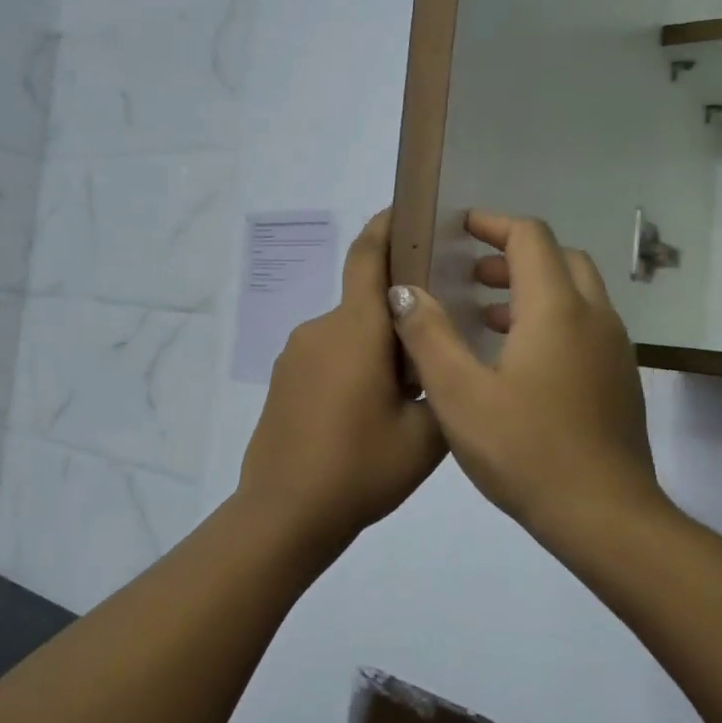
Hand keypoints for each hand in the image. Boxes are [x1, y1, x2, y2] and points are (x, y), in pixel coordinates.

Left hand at [239, 210, 446, 539]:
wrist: (285, 512)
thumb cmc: (361, 468)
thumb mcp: (425, 434)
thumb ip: (439, 383)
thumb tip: (430, 359)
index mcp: (356, 329)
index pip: (367, 257)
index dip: (385, 226)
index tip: (404, 210)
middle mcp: (320, 328)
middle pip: (365, 303)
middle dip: (398, 318)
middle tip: (433, 354)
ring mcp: (295, 354)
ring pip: (348, 335)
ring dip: (374, 349)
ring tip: (402, 398)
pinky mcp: (282, 379)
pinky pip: (326, 357)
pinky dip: (351, 368)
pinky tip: (364, 414)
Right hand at [388, 211, 657, 530]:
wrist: (605, 516)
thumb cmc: (526, 450)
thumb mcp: (458, 393)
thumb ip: (427, 335)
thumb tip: (404, 291)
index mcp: (557, 310)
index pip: (530, 237)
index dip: (493, 224)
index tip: (459, 227)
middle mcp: (594, 318)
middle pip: (559, 259)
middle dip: (513, 256)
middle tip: (470, 275)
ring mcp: (613, 350)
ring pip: (574, 295)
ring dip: (531, 290)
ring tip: (483, 316)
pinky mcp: (618, 381)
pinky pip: (583, 327)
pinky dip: (549, 320)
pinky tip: (515, 361)